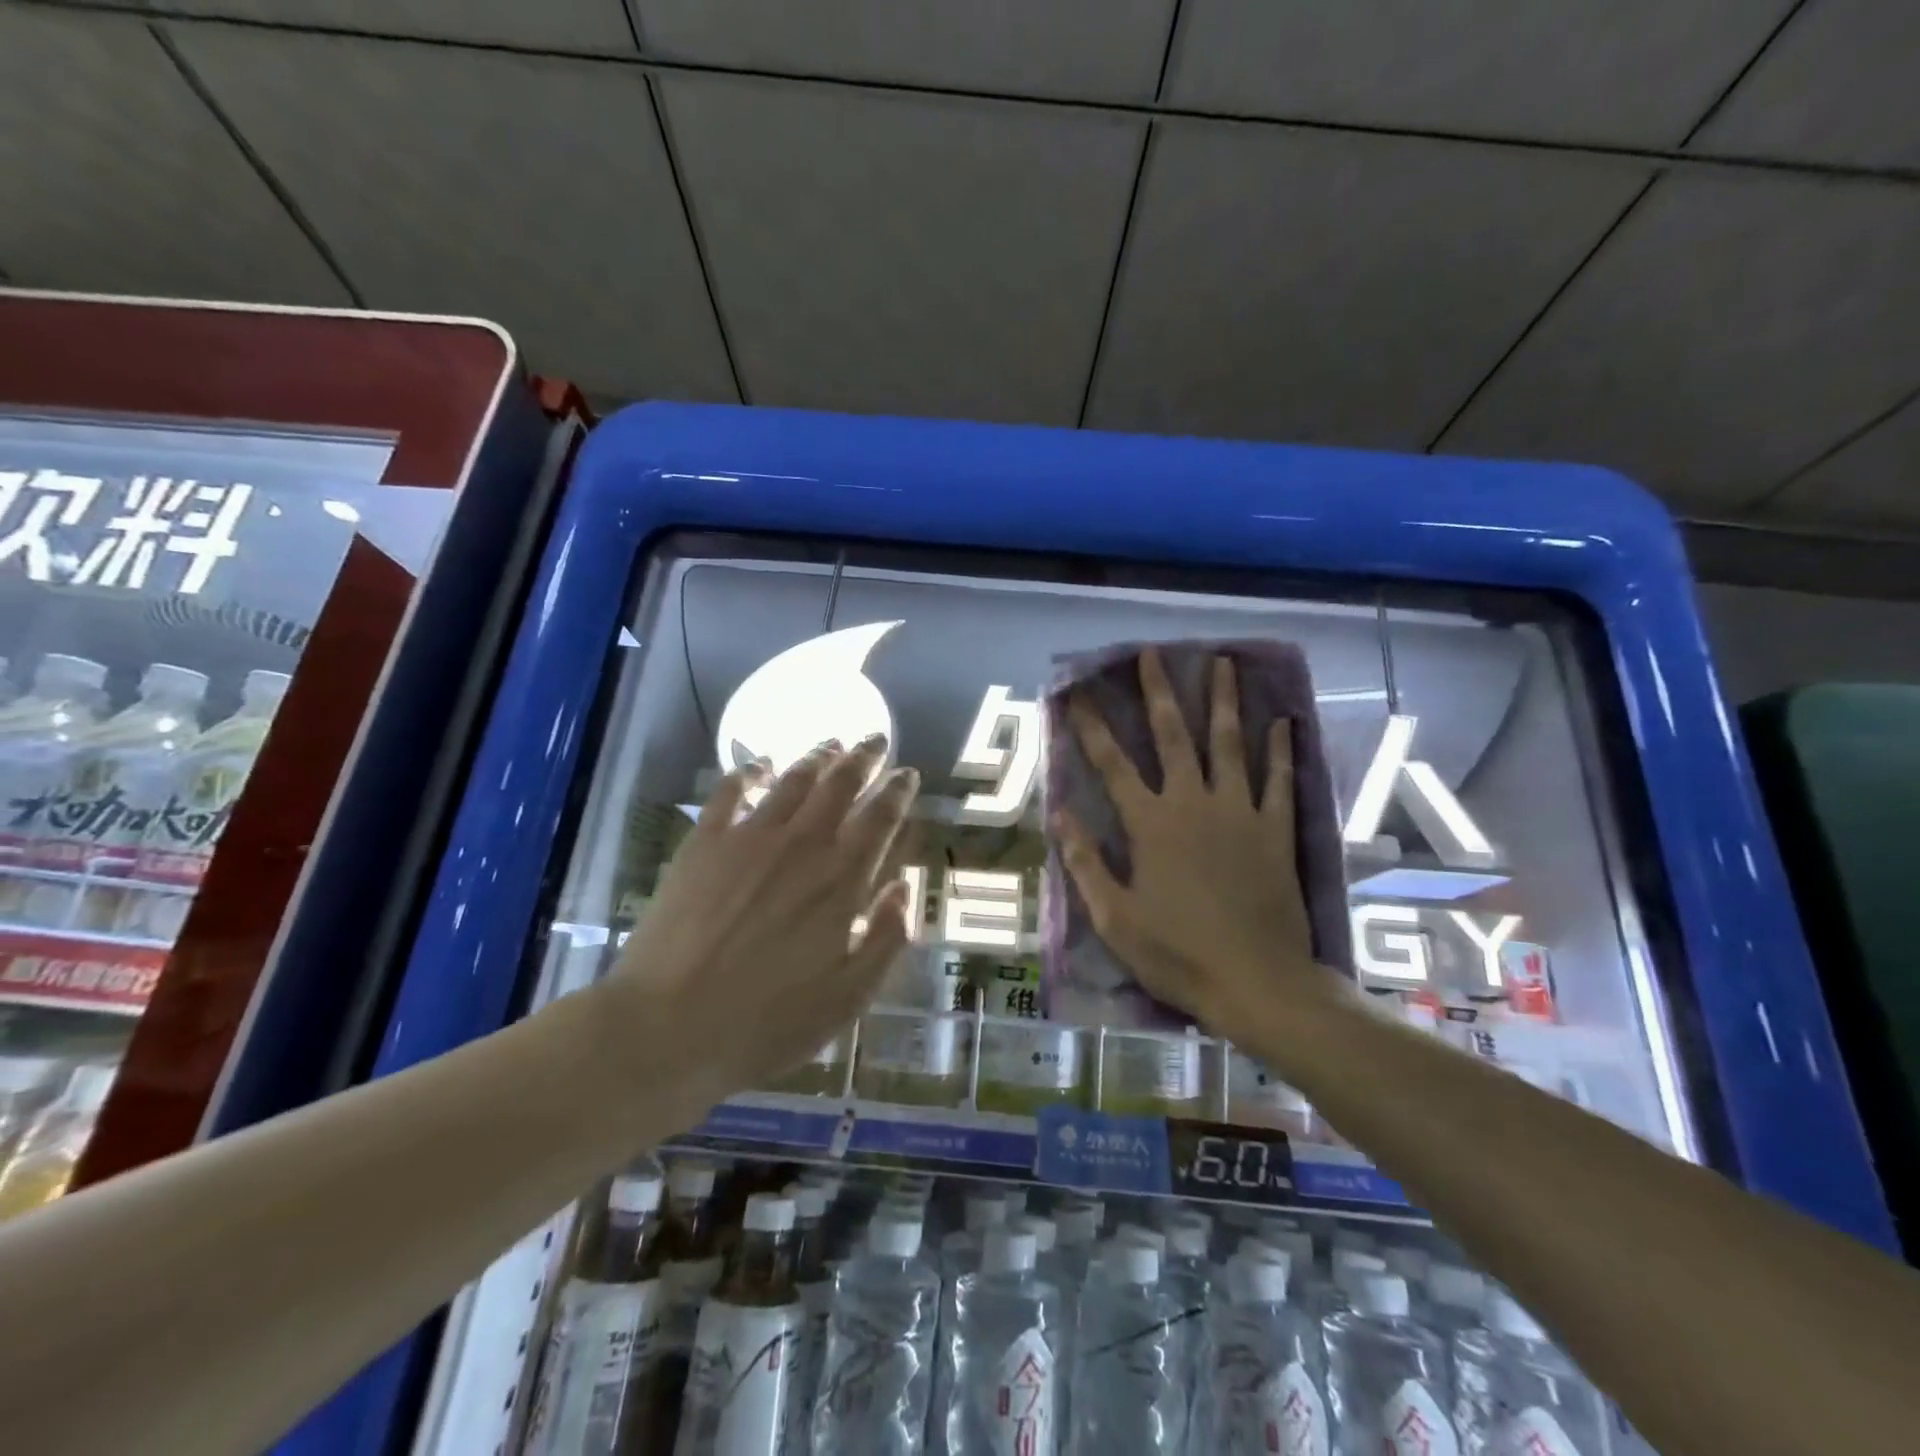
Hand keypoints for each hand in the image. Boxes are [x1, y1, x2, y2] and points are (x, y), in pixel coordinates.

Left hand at [597, 736, 918, 1104]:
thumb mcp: (848, 997)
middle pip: (840, 785)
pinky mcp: (703, 843)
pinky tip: (759, 763)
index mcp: (841, 880)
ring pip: (792, 780)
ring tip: (831, 743)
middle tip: (876, 739)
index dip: (898, 791)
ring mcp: (748, 838)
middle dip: (863, 757)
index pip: (880, 818)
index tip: (908, 774)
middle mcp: (801, 845)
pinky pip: (730, 791)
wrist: (667, 1028)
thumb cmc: (767, 1022)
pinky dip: (749, 770)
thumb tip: (904, 888)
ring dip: (816, 757)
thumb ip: (886, 938)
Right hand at [1054, 649, 1339, 1037]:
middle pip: (1172, 736)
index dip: (1092, 726)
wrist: (1256, 982)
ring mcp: (1239, 812)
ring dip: (1223, 701)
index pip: (1112, 764)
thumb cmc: (1176, 953)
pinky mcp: (1275, 830)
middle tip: (1152, 654)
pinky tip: (1281, 721)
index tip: (1079, 693)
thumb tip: (1059, 814)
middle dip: (1158, 692)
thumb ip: (1086, 862)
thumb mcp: (1114, 917)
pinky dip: (1280, 750)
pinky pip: (1280, 780)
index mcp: (1150, 824)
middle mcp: (1192, 803)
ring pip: (1229, 744)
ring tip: (1222, 663)